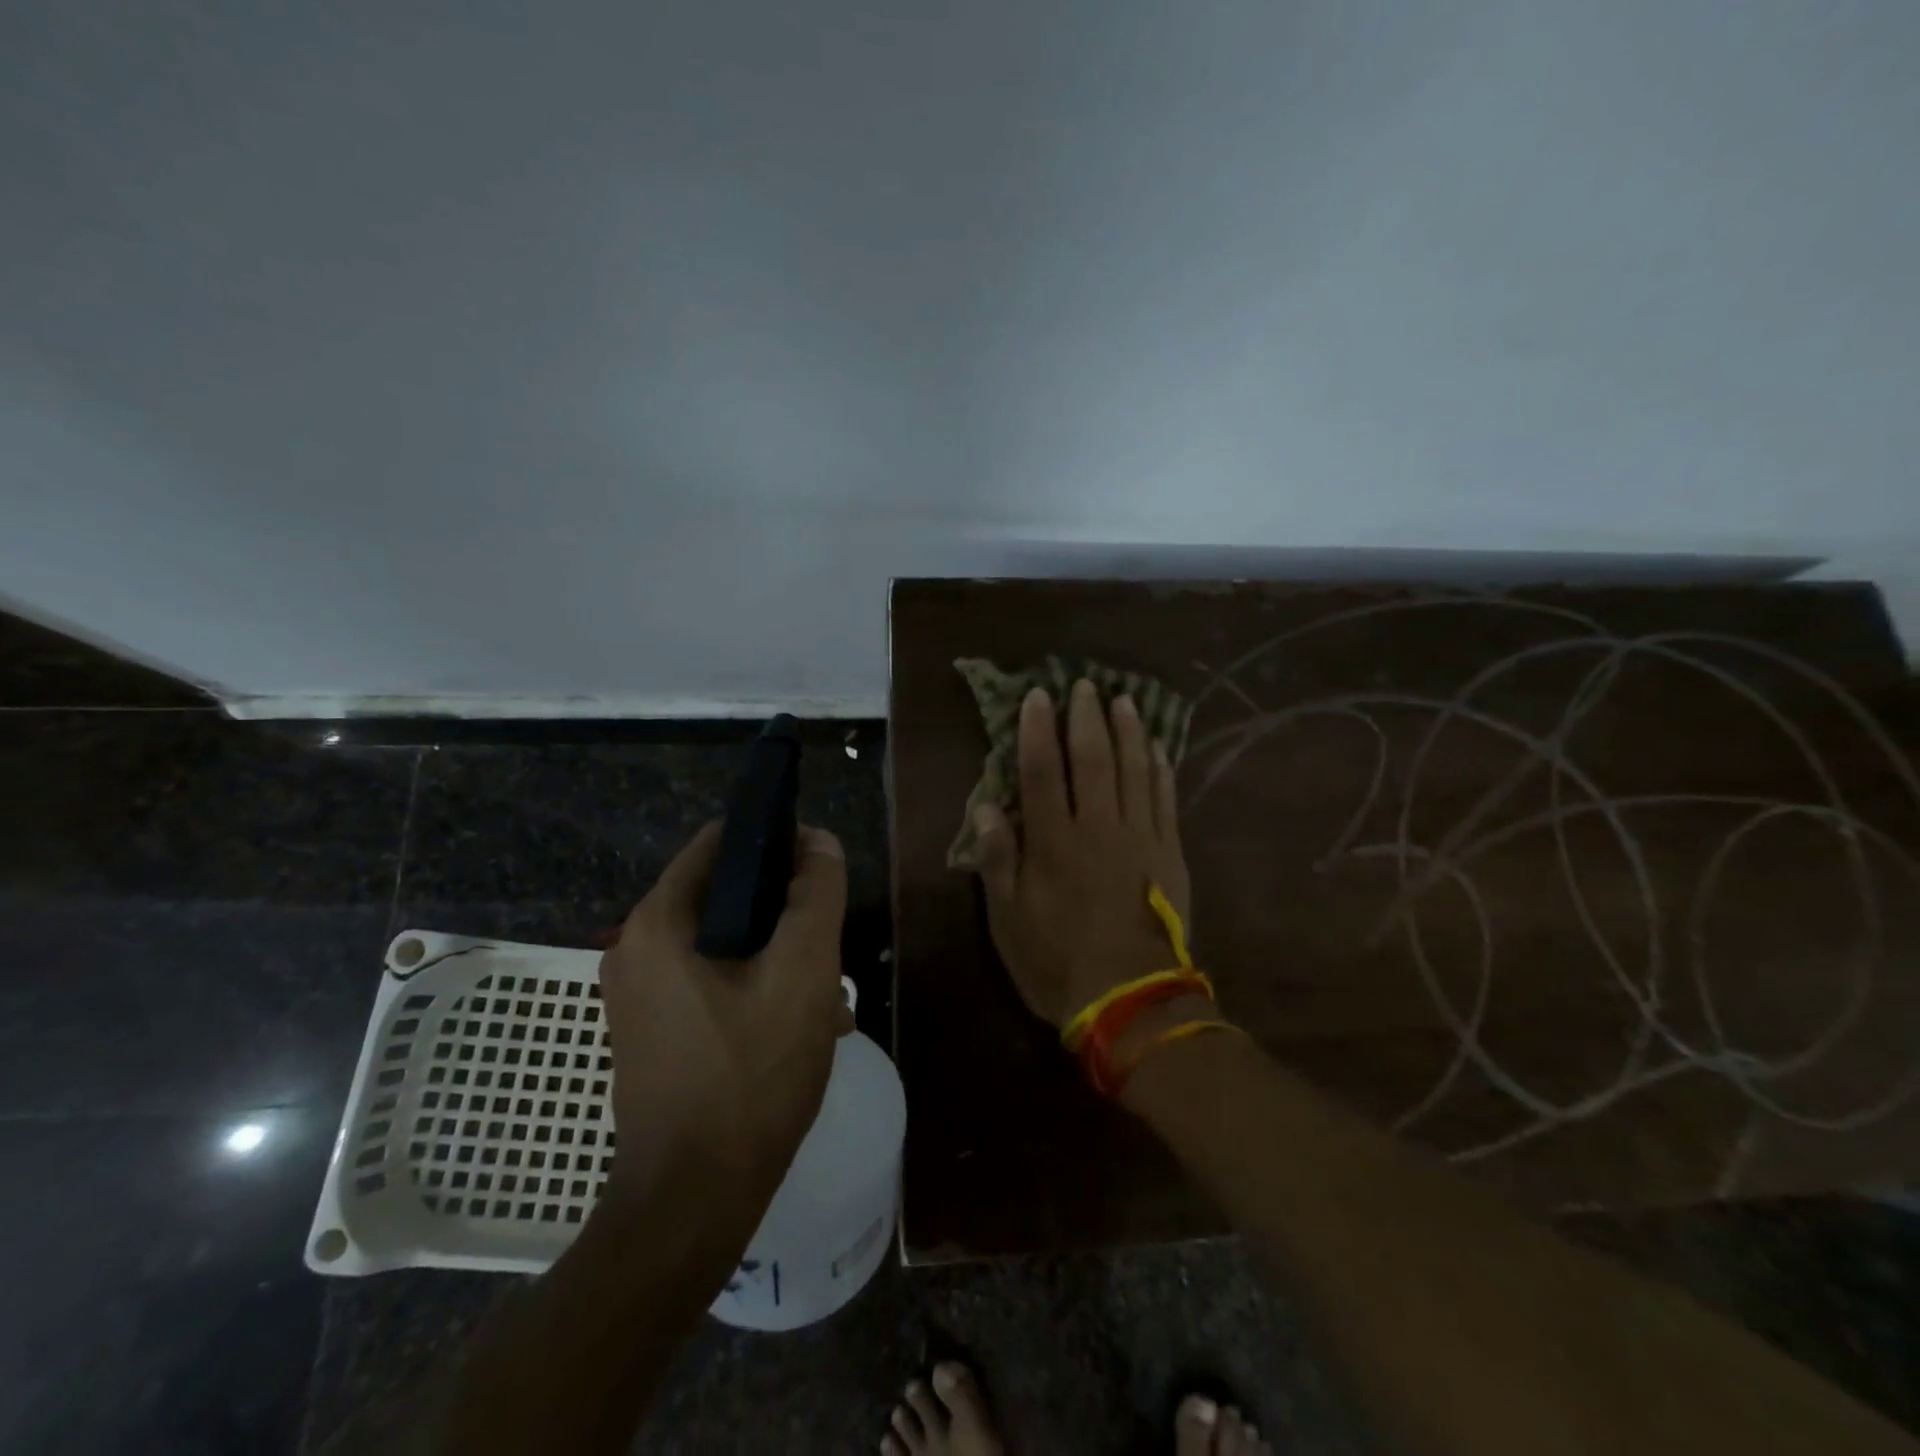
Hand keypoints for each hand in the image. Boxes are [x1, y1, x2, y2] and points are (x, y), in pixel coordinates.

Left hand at [597, 822, 853, 1215]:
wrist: (692, 1203)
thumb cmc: (750, 1075)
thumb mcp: (802, 973)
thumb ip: (816, 895)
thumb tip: (819, 841)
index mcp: (659, 922)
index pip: (720, 841)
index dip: (777, 840)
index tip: (821, 869)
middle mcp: (636, 948)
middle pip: (727, 894)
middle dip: (786, 912)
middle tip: (830, 946)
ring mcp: (641, 995)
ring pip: (726, 942)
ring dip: (780, 955)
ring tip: (829, 995)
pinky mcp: (654, 1031)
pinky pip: (713, 982)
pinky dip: (757, 988)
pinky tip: (803, 1026)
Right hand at [975, 680, 1193, 1029]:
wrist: (1131, 1002)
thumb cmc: (1057, 963)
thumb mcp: (1008, 921)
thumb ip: (998, 861)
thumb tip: (988, 808)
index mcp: (1052, 843)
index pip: (1041, 771)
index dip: (1036, 730)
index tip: (1038, 697)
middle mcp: (1097, 828)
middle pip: (1092, 759)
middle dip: (1086, 718)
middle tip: (1085, 685)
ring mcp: (1139, 838)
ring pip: (1134, 770)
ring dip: (1128, 731)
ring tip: (1124, 701)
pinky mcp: (1169, 853)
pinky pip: (1165, 799)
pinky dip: (1161, 769)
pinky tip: (1158, 748)